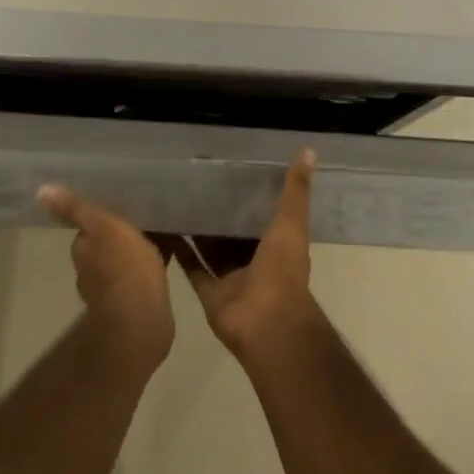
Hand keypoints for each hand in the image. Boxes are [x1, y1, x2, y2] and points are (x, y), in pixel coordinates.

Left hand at [39, 185, 174, 371]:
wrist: (142, 319)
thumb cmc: (124, 266)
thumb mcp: (101, 225)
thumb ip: (75, 208)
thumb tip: (41, 191)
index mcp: (83, 252)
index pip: (86, 231)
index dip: (99, 222)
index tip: (116, 212)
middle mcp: (90, 274)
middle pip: (102, 249)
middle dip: (116, 240)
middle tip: (139, 222)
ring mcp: (110, 294)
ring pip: (119, 267)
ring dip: (131, 258)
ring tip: (155, 240)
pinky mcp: (132, 308)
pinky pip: (138, 283)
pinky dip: (146, 274)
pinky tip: (165, 265)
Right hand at [182, 150, 319, 363]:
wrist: (266, 322)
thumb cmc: (283, 270)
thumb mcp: (291, 223)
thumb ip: (295, 191)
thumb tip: (310, 150)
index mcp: (277, 245)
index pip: (263, 216)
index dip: (250, 196)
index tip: (230, 170)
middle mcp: (253, 260)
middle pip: (234, 233)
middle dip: (219, 212)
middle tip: (196, 180)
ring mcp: (230, 278)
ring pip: (211, 249)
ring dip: (197, 229)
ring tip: (176, 198)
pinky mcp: (208, 292)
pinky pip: (191, 267)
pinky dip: (179, 250)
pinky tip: (163, 226)